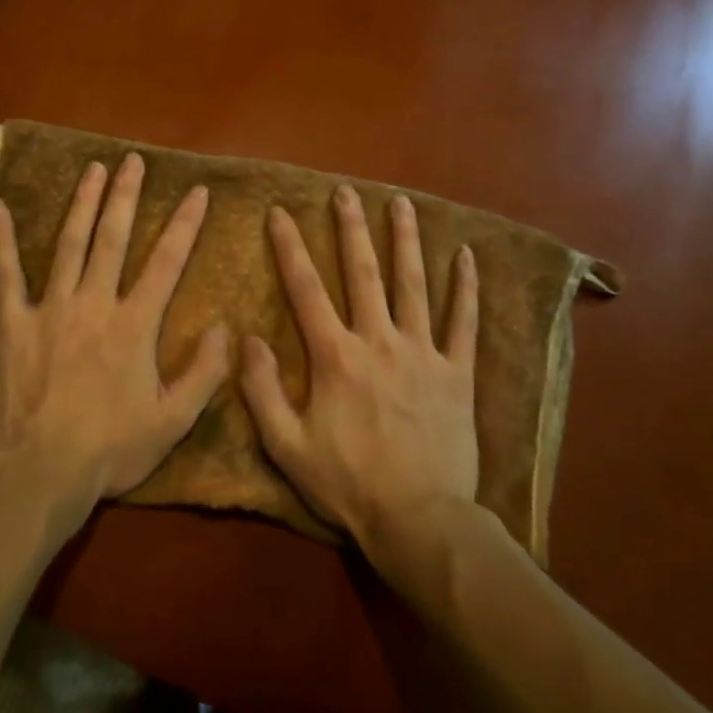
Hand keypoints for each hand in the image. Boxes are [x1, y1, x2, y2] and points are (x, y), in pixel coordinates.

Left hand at [0, 153, 229, 514]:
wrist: (41, 469)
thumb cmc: (111, 448)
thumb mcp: (173, 420)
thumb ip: (204, 372)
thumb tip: (222, 328)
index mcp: (134, 324)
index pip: (166, 262)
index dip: (185, 224)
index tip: (197, 191)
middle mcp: (94, 303)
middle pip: (113, 238)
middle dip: (126, 196)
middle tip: (132, 161)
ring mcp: (50, 308)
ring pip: (69, 244)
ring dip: (82, 204)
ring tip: (92, 170)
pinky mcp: (14, 323)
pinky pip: (7, 275)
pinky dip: (4, 241)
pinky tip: (2, 208)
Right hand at [239, 186, 479, 545]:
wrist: (419, 520)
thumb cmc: (347, 483)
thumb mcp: (286, 445)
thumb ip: (261, 389)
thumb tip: (246, 337)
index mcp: (335, 356)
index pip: (306, 289)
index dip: (290, 247)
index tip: (280, 212)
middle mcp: (378, 341)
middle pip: (362, 273)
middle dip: (351, 228)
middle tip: (345, 191)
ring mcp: (423, 353)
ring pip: (413, 285)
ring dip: (406, 241)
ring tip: (401, 203)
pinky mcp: (457, 373)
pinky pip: (464, 323)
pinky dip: (465, 288)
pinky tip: (466, 256)